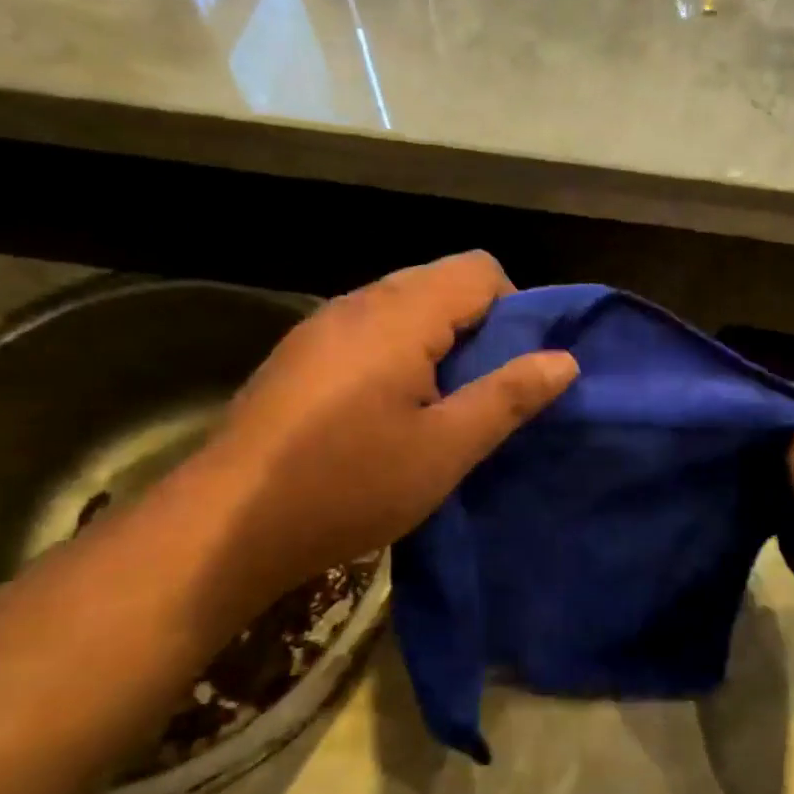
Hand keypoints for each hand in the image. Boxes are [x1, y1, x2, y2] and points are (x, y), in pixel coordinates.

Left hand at [189, 252, 577, 611]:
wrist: (229, 524)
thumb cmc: (349, 485)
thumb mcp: (445, 448)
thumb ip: (508, 397)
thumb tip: (565, 360)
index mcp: (400, 314)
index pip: (480, 269)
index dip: (515, 310)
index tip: (515, 370)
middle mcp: (358, 302)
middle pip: (441, 282)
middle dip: (478, 329)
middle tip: (483, 395)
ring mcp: (322, 325)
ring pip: (404, 307)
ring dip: (438, 344)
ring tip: (440, 409)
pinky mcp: (302, 354)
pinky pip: (370, 331)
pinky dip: (399, 355)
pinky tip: (389, 414)